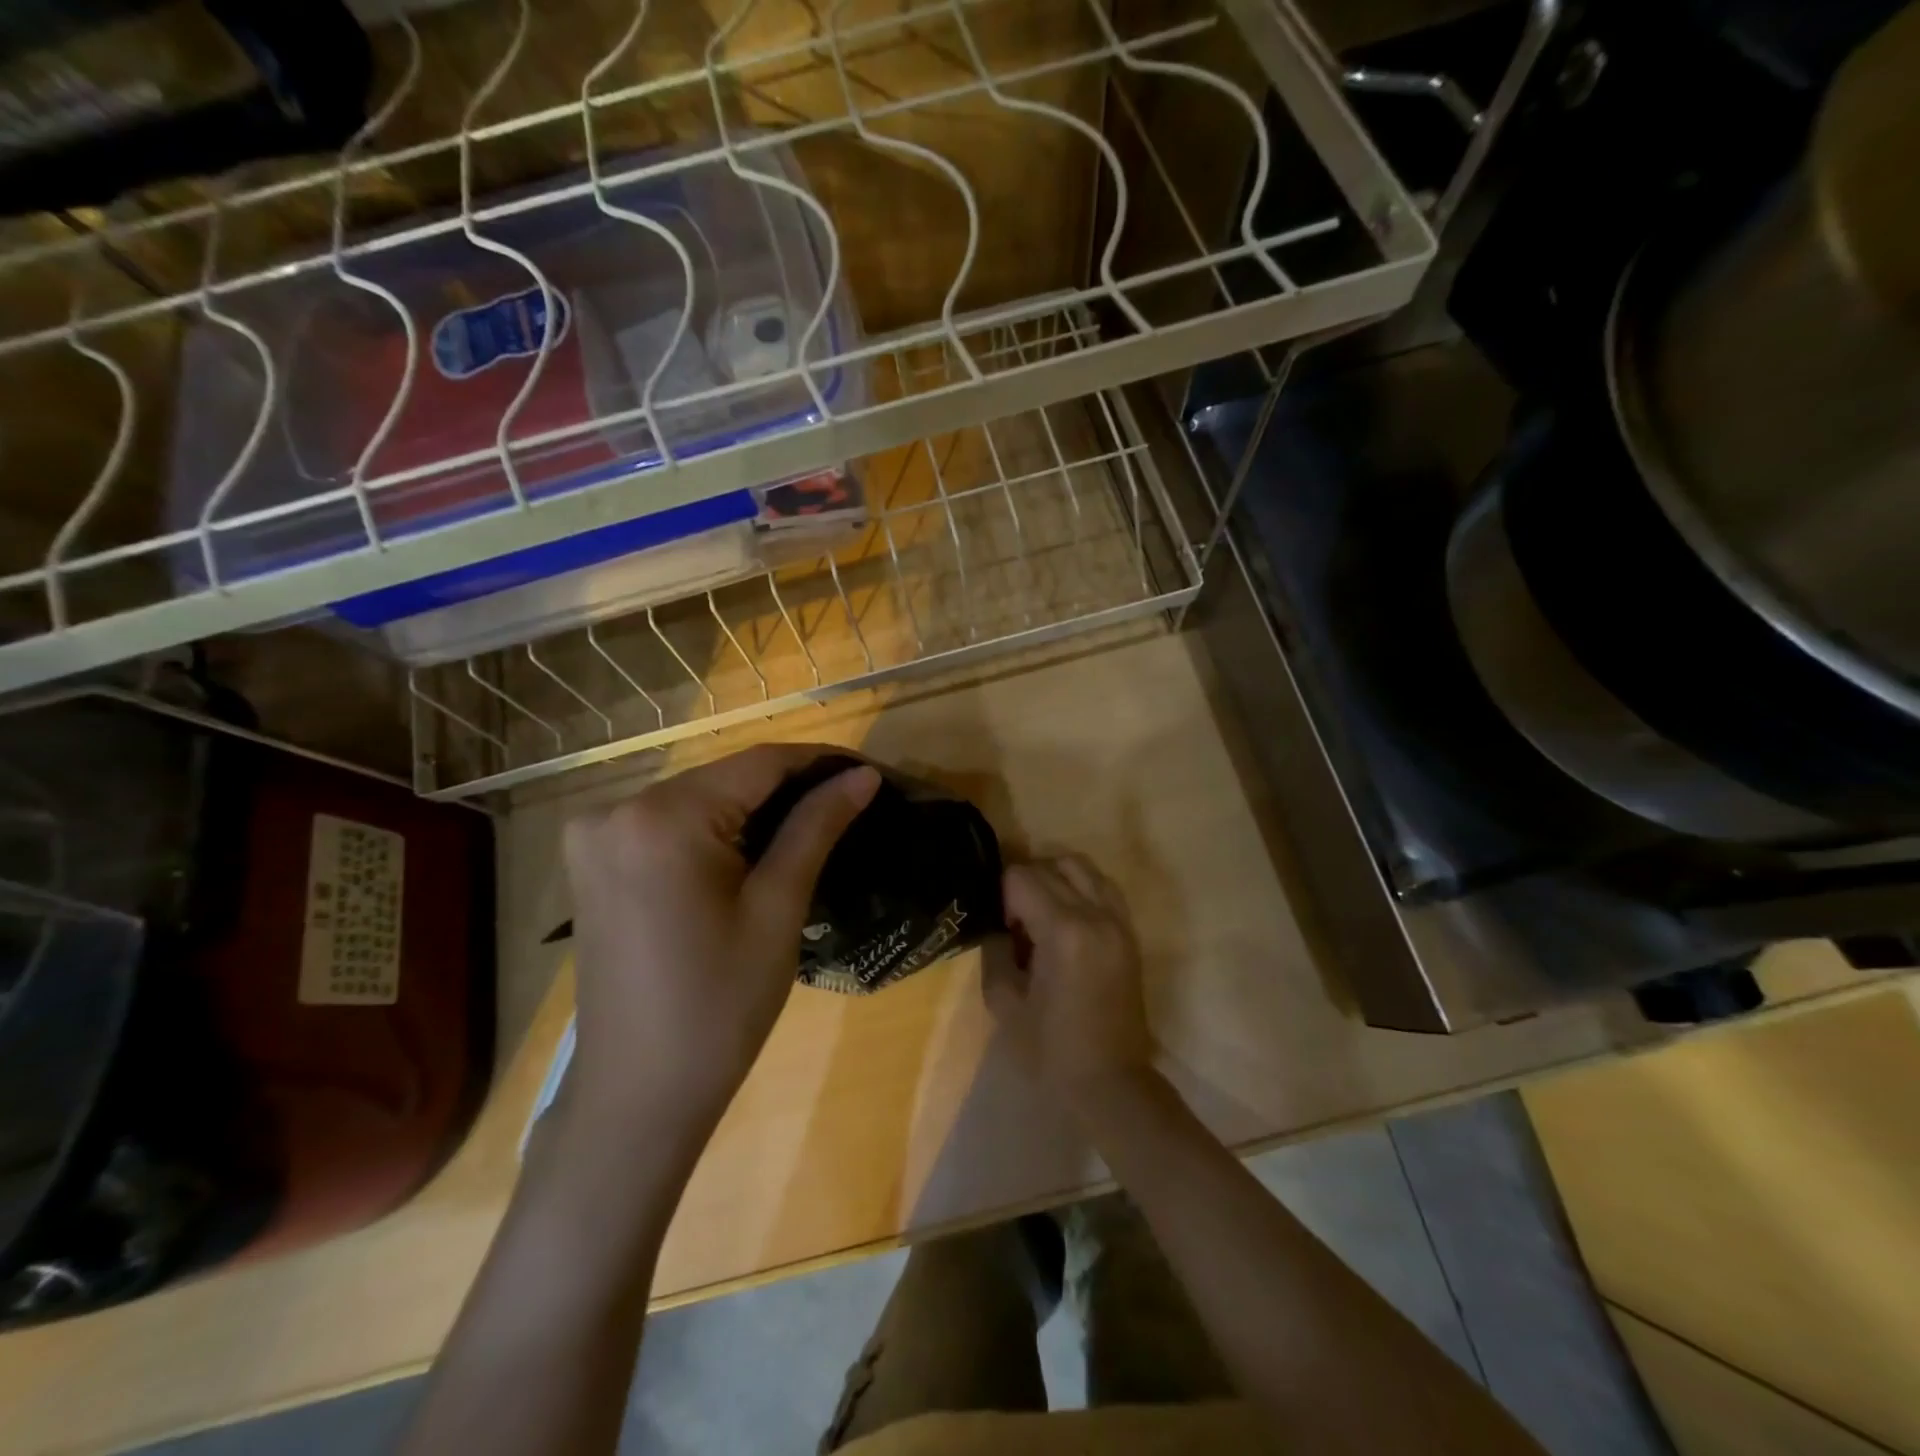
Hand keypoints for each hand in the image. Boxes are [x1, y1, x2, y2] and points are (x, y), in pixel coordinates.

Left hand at [560, 745, 879, 1138]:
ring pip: (699, 799)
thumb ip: (816, 827)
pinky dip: (716, 829)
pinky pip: (669, 825)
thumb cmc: (719, 1005)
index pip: (758, 763)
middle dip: (789, 787)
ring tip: (816, 822)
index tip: (868, 772)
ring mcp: (595, 836)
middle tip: (849, 803)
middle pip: (725, 779)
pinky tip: (755, 850)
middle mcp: (615, 809)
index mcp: (661, 817)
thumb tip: (862, 775)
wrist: (638, 1095)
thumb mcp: (777, 908)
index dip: (819, 762)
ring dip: (754, 807)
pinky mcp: (593, 862)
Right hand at [984, 855, 1154, 1118]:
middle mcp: (1096, 915)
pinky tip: (1066, 918)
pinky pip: (1103, 886)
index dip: (1002, 896)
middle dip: (1025, 882)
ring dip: (1054, 877)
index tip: (1001, 928)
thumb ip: (996, 950)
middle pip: (1052, 865)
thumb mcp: (1004, 1002)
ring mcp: (1119, 921)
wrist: (1111, 1083)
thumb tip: (997, 923)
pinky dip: (1080, 887)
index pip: (1022, 877)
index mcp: (1063, 932)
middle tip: (1014, 919)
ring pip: (1082, 866)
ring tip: (1040, 912)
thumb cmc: (1051, 1051)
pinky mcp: (1129, 932)